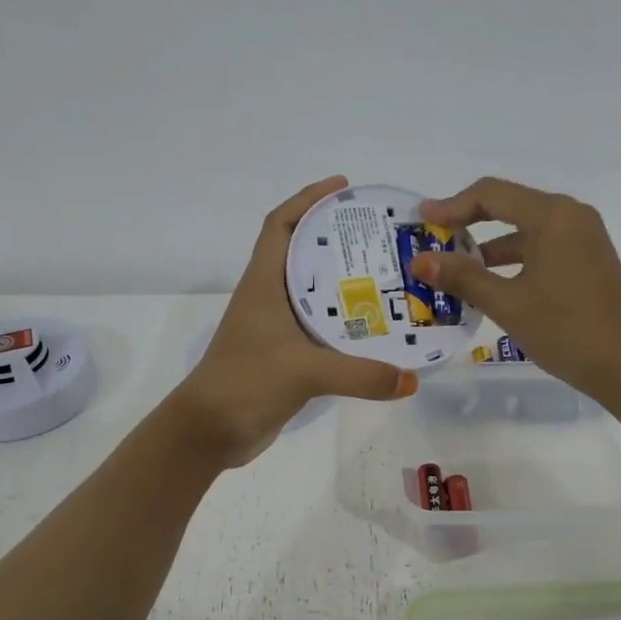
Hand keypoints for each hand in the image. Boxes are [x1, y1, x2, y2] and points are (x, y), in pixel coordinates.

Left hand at [168, 176, 418, 467]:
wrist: (209, 432)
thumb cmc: (245, 383)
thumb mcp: (305, 372)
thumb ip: (361, 374)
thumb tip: (411, 379)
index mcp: (264, 283)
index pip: (281, 225)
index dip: (307, 199)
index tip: (343, 187)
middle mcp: (270, 298)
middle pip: (304, 254)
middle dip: (339, 240)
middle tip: (384, 237)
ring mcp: (276, 329)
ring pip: (315, 294)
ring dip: (345, 284)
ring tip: (390, 278)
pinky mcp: (285, 357)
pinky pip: (320, 329)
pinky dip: (345, 324)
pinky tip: (375, 329)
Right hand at [411, 177, 620, 398]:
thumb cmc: (567, 330)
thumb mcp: (508, 304)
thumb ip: (462, 278)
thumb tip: (419, 261)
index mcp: (552, 216)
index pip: (491, 194)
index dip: (451, 206)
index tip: (421, 221)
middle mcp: (570, 216)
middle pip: (507, 206)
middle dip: (467, 224)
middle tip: (432, 242)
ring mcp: (582, 238)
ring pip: (524, 230)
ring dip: (488, 247)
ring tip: (453, 270)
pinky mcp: (587, 260)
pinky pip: (540, 248)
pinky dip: (512, 260)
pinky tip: (489, 285)